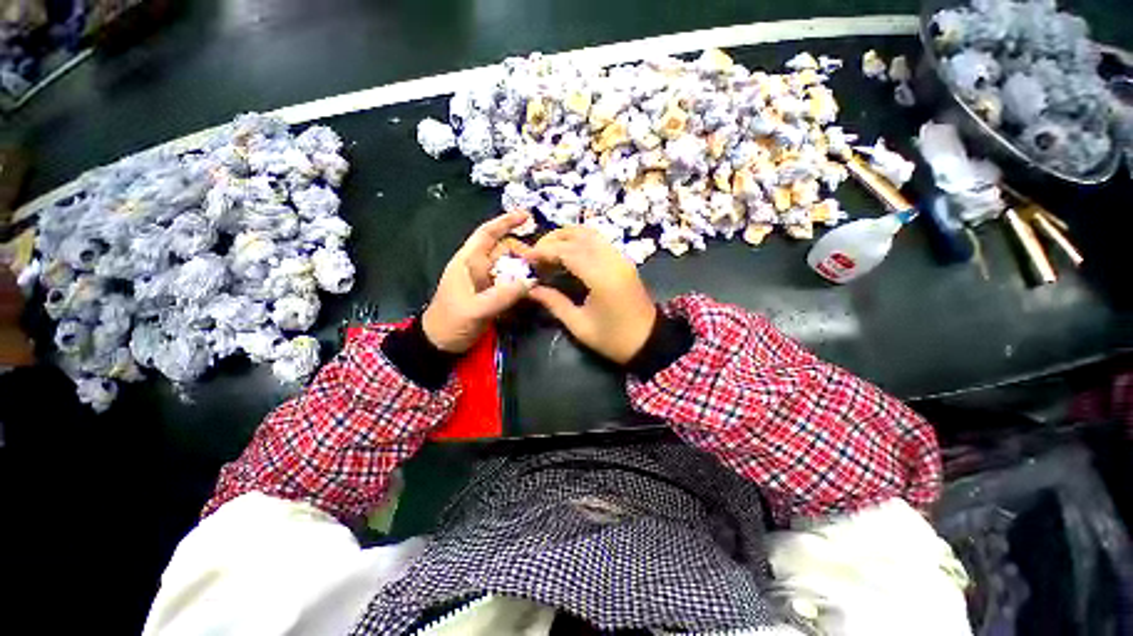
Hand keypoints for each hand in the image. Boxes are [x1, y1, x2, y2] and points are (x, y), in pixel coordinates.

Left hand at [422, 211, 533, 352]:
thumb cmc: (451, 322)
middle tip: (541, 264)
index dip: (505, 222)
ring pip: (509, 267)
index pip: (487, 234)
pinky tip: (533, 288)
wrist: (441, 344)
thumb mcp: (476, 310)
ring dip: (524, 269)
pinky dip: (521, 283)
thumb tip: (530, 281)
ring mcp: (485, 281)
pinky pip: (510, 283)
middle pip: (504, 250)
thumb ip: (502, 295)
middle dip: (522, 252)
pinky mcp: (491, 294)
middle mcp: (478, 267)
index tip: (526, 216)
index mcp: (468, 262)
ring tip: (541, 274)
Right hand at [527, 227, 656, 363]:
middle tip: (536, 252)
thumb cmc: (613, 339)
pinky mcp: (625, 261)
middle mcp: (613, 261)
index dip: (545, 251)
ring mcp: (621, 259)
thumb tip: (531, 289)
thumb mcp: (579, 325)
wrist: (649, 341)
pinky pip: (601, 241)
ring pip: (592, 234)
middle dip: (554, 239)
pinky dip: (582, 240)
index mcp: (601, 278)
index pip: (568, 252)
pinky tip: (569, 252)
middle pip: (580, 236)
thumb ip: (554, 303)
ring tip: (549, 248)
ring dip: (568, 236)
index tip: (527, 257)